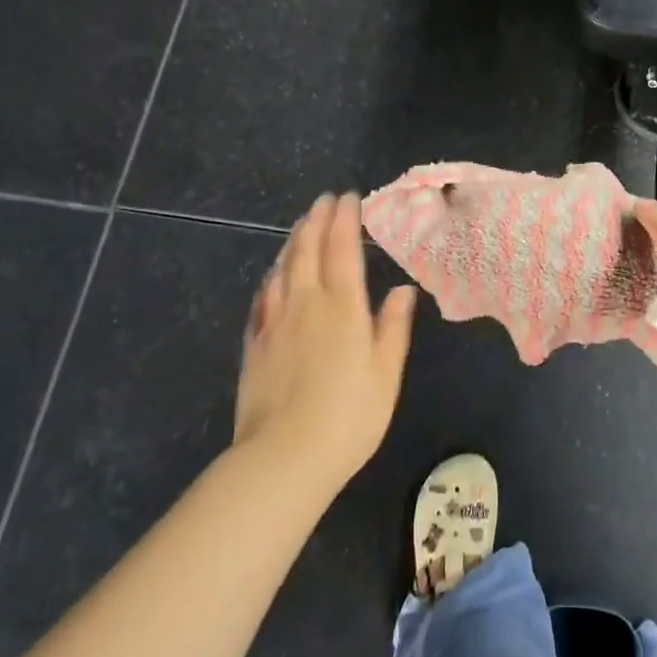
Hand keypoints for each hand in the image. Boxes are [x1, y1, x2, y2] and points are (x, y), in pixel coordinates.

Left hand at [235, 194, 416, 488]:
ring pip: (282, 268)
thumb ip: (393, 326)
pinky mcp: (255, 343)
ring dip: (292, 241)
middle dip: (316, 220)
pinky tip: (273, 276)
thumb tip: (402, 288)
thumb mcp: (386, 373)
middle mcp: (306, 302)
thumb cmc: (348, 416)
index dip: (344, 219)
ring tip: (300, 225)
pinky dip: (271, 276)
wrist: (283, 458)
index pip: (342, 248)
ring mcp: (275, 322)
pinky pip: (263, 297)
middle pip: (307, 249)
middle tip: (323, 201)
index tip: (348, 197)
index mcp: (342, 306)